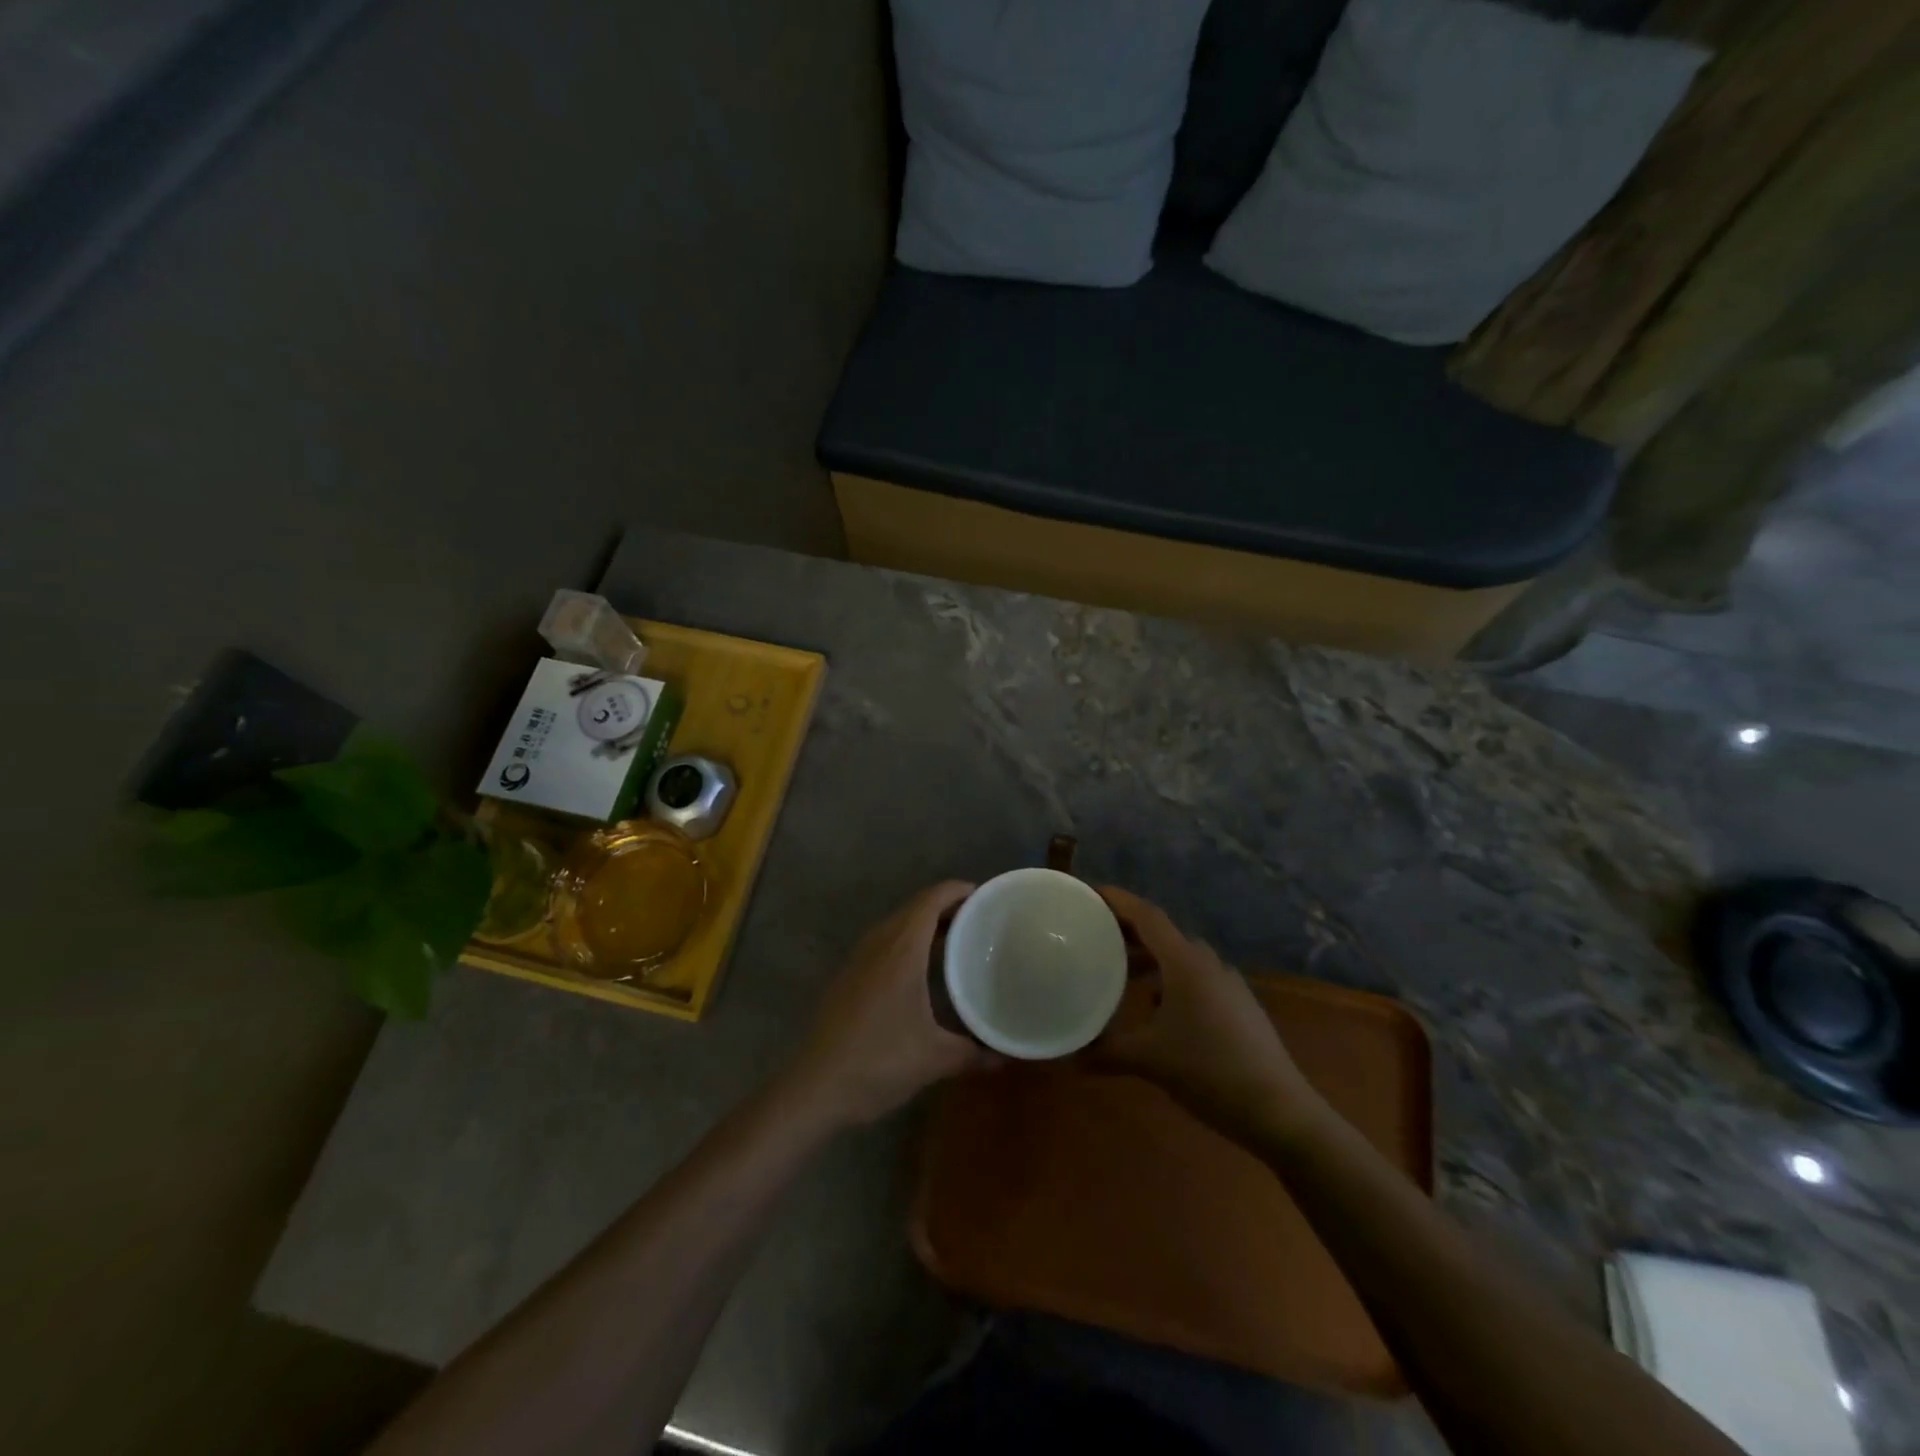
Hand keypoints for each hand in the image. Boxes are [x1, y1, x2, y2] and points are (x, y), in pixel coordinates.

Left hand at [786, 881, 995, 1126]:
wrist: (816, 1087)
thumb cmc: (879, 1061)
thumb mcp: (935, 1059)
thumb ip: (973, 1052)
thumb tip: (1005, 1055)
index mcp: (901, 951)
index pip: (929, 901)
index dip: (955, 891)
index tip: (982, 896)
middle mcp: (878, 946)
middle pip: (913, 909)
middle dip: (944, 907)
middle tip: (976, 920)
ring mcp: (858, 961)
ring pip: (895, 927)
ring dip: (923, 926)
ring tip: (953, 942)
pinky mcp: (847, 979)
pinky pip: (883, 945)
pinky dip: (905, 944)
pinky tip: (919, 973)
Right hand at [1091, 887, 1330, 1146]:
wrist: (1280, 1112)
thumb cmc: (1210, 1072)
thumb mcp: (1149, 1061)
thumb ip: (1106, 1052)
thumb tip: (1069, 1055)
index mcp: (1186, 963)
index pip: (1146, 915)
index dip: (1117, 900)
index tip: (1089, 893)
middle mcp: (1208, 963)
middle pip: (1162, 933)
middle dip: (1128, 930)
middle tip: (1094, 934)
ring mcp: (1228, 984)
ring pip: (1180, 957)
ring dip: (1149, 958)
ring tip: (1119, 972)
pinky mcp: (1238, 1006)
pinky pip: (1195, 978)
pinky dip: (1169, 980)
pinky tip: (1155, 1009)